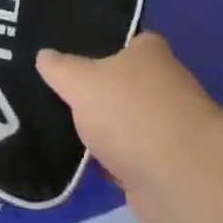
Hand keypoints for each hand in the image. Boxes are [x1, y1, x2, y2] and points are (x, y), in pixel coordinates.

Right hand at [37, 33, 222, 222]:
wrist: (178, 180)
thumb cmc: (130, 111)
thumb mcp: (81, 80)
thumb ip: (60, 68)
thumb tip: (44, 55)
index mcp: (150, 53)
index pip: (124, 42)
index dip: (99, 47)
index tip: (69, 55)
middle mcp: (165, 86)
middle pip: (124, 85)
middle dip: (98, 93)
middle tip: (56, 94)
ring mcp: (167, 131)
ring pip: (125, 126)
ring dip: (104, 134)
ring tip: (60, 130)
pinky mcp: (165, 171)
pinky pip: (128, 162)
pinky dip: (110, 166)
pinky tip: (80, 166)